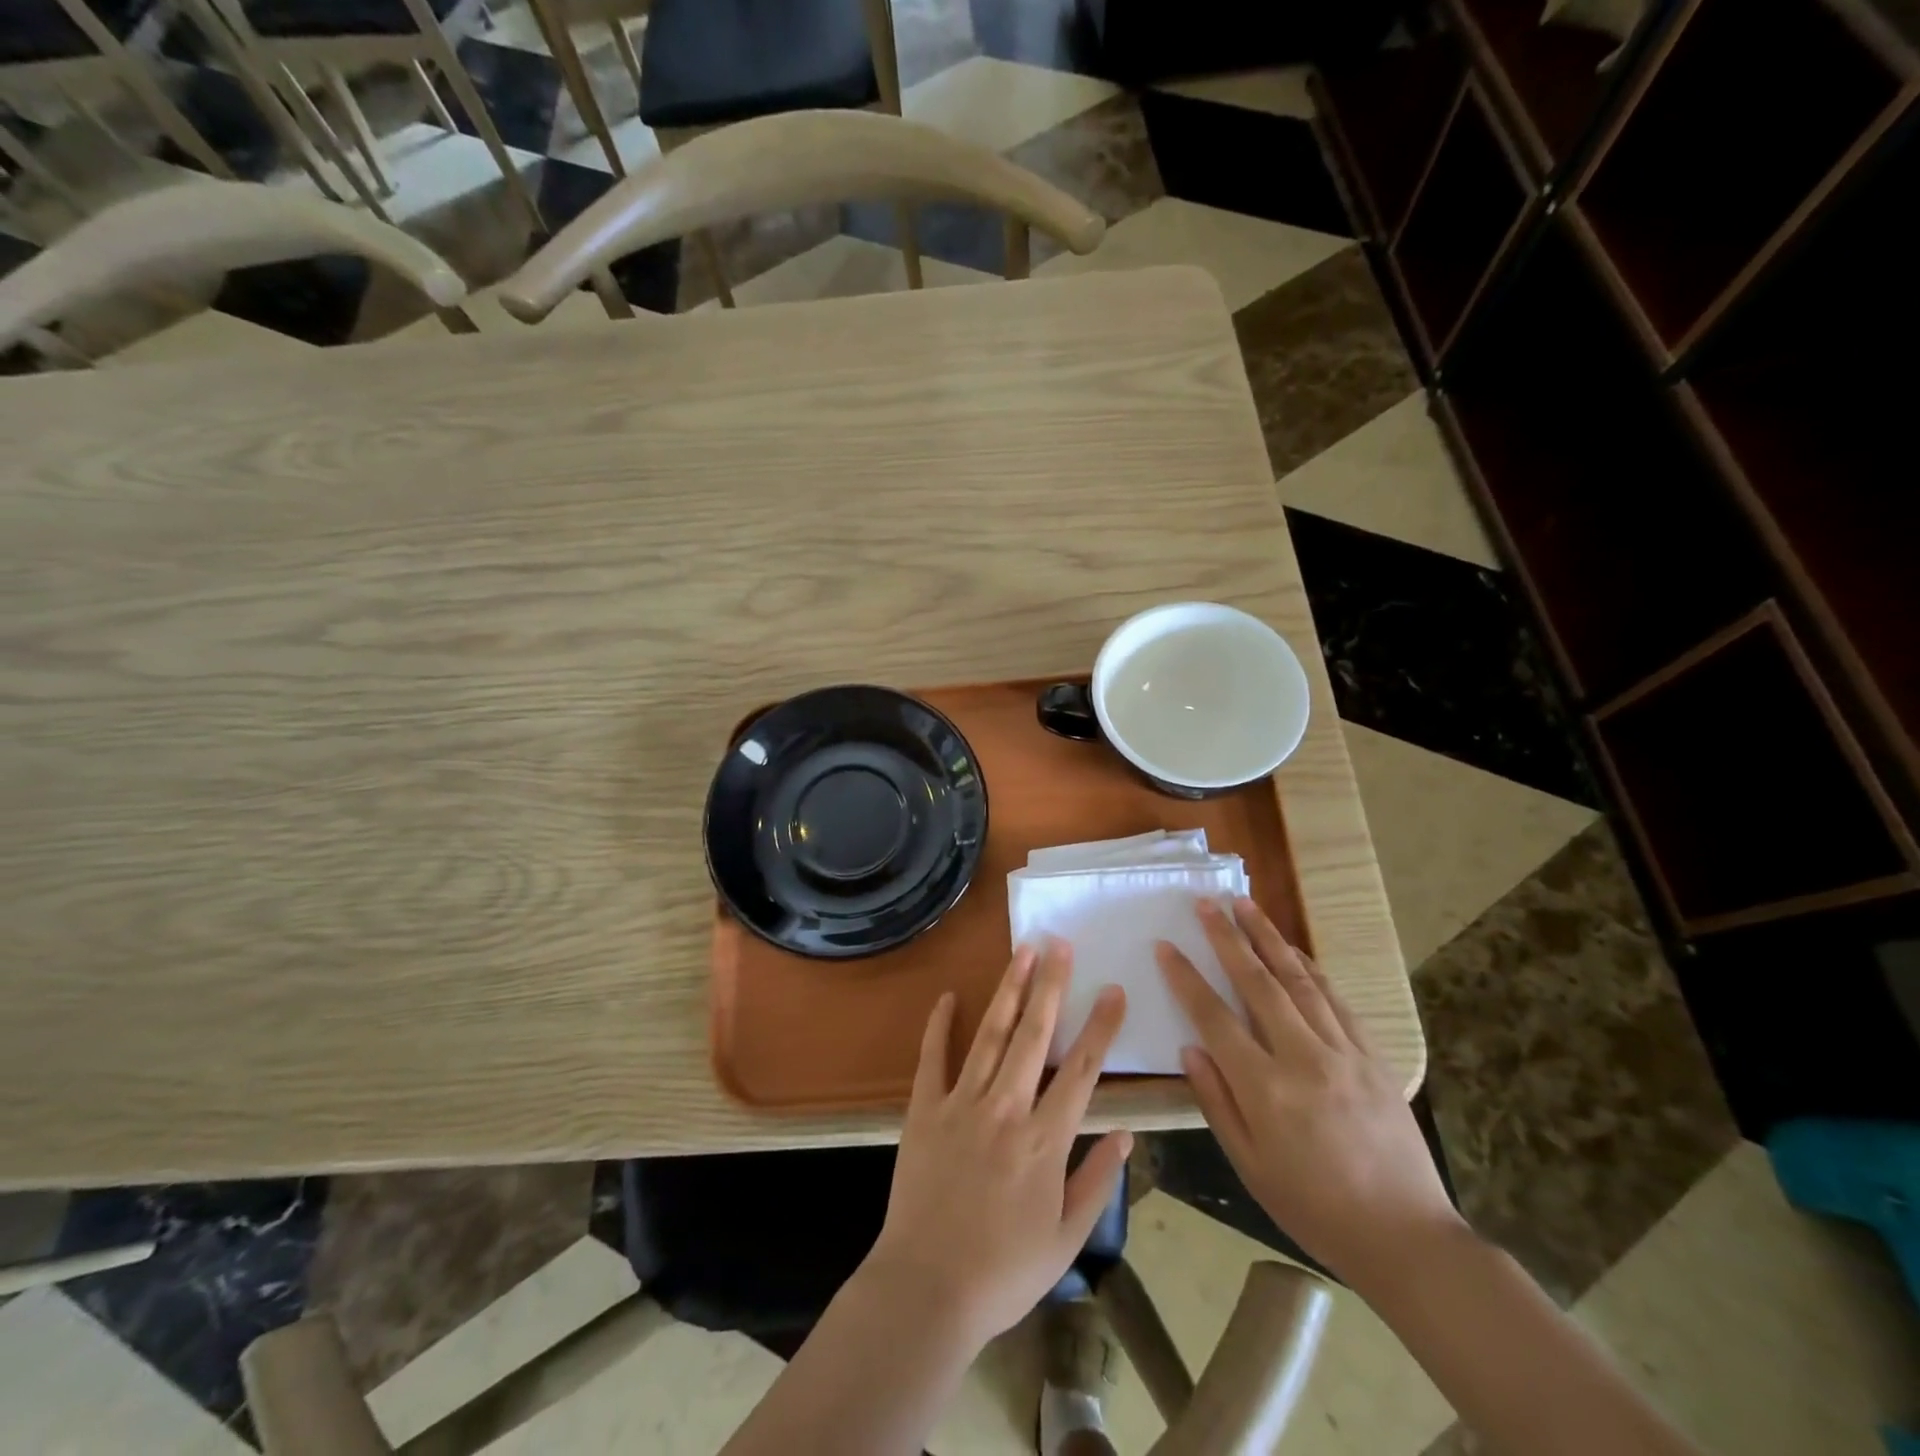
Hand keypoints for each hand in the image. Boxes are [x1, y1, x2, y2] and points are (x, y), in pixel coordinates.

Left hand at [864, 940, 1131, 1349]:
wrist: (927, 1289)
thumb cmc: (1003, 1271)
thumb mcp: (1065, 1239)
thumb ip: (1097, 1182)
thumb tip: (1126, 1133)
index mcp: (1044, 1140)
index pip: (1082, 1071)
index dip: (1101, 1027)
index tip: (1113, 989)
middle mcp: (1006, 1108)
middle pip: (1035, 1035)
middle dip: (1050, 985)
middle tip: (1059, 944)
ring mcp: (961, 1103)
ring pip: (991, 1034)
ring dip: (1008, 990)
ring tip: (1022, 952)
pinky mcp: (925, 1109)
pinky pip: (933, 1058)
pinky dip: (940, 1025)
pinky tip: (949, 996)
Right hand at [1156, 898, 1462, 1288]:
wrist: (1407, 1237)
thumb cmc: (1315, 1209)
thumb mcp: (1250, 1166)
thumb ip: (1216, 1101)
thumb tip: (1191, 1048)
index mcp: (1265, 1089)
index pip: (1214, 1017)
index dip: (1186, 978)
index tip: (1166, 946)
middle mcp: (1303, 1058)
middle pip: (1257, 982)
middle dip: (1227, 937)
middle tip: (1206, 902)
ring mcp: (1343, 1052)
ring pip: (1299, 980)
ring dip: (1269, 938)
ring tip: (1246, 904)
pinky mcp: (1373, 1055)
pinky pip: (1336, 1000)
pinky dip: (1311, 969)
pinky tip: (1295, 951)